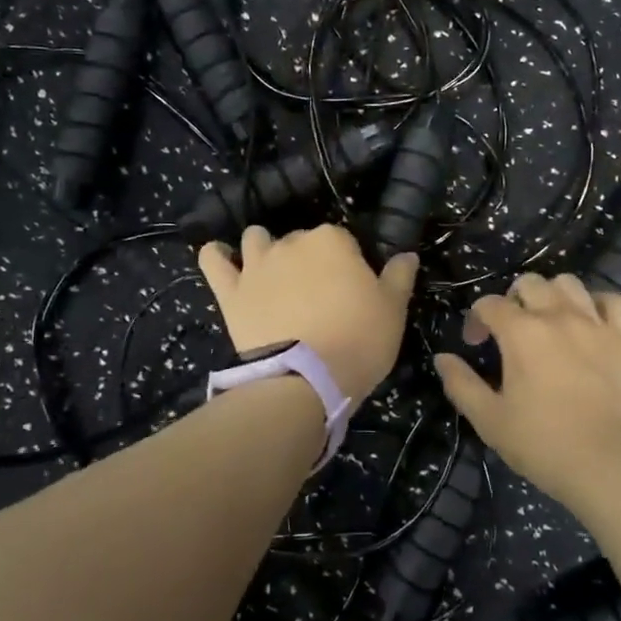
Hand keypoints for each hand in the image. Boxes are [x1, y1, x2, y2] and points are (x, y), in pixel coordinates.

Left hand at [198, 224, 418, 405]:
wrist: (305, 380)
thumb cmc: (357, 341)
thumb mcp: (393, 311)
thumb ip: (399, 277)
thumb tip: (406, 255)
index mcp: (332, 241)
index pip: (343, 240)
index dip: (348, 263)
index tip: (352, 289)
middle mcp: (291, 243)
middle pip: (301, 240)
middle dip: (309, 259)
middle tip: (319, 294)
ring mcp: (257, 265)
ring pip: (257, 240)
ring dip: (265, 249)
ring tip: (274, 274)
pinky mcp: (231, 291)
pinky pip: (213, 260)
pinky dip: (217, 255)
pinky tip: (222, 257)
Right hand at [434, 273, 620, 510]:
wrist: (612, 463)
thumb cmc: (544, 443)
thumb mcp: (490, 420)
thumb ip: (462, 385)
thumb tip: (442, 358)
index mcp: (520, 331)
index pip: (489, 304)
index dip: (476, 319)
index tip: (475, 345)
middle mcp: (557, 315)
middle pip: (529, 283)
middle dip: (512, 299)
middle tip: (511, 330)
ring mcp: (595, 323)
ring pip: (569, 283)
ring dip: (552, 294)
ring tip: (549, 319)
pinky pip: (612, 301)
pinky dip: (597, 303)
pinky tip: (590, 321)